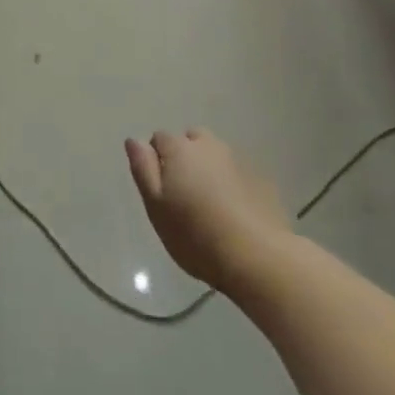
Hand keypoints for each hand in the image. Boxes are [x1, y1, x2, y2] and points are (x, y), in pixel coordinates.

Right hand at [125, 129, 292, 291]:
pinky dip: (231, 183)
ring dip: (209, 168)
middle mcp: (210, 146)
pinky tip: (233, 212)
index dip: (155, 159)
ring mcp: (239, 161)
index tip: (160, 189)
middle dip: (184, 156)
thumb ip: (143, 168)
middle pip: (191, 139)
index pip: (159, 138)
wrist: (256, 256)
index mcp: (180, 150)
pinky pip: (237, 173)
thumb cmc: (194, 234)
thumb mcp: (156, 205)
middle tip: (183, 193)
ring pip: (216, 155)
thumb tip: (134, 140)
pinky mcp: (261, 180)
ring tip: (208, 203)